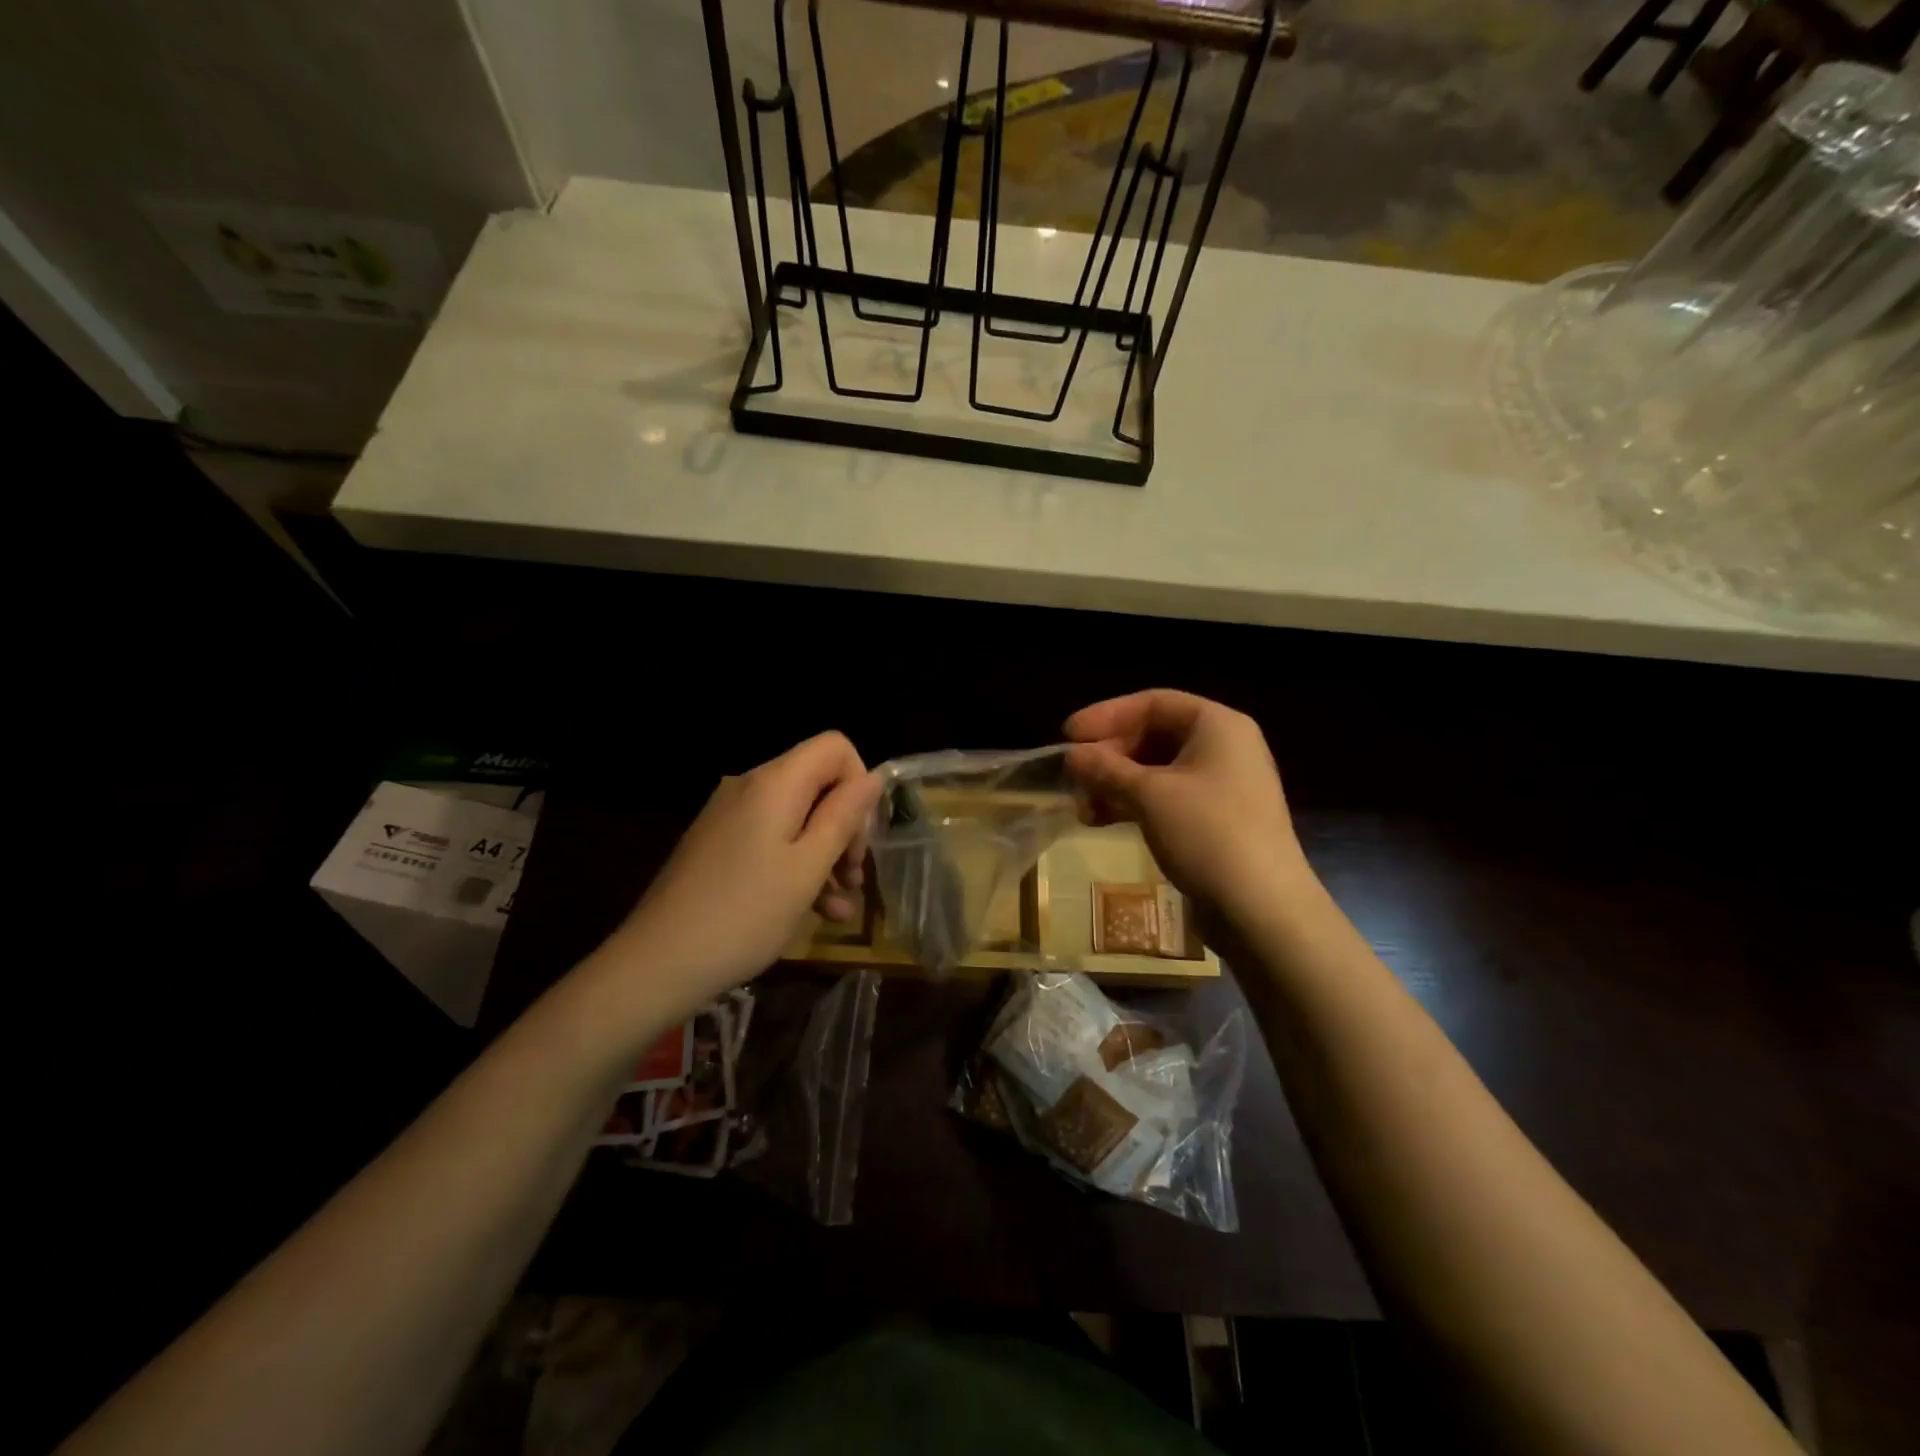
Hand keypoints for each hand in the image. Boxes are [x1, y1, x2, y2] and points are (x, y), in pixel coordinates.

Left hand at [601, 732, 878, 1014]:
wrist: (656, 963)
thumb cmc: (744, 914)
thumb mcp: (808, 868)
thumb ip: (843, 817)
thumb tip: (873, 778)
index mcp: (775, 783)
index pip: (835, 747)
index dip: (859, 783)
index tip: (860, 836)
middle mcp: (750, 787)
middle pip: (817, 784)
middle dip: (845, 828)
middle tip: (854, 878)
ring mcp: (730, 817)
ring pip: (797, 818)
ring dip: (826, 856)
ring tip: (840, 909)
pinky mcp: (718, 845)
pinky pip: (771, 840)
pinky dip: (796, 867)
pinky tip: (814, 914)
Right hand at [1064, 690, 1308, 916]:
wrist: (1262, 908)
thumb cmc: (1207, 833)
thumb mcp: (1148, 795)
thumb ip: (1105, 768)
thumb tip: (1071, 754)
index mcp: (1217, 725)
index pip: (1153, 703)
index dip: (1106, 715)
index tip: (1068, 735)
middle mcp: (1223, 747)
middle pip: (1154, 735)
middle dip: (1109, 756)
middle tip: (1074, 777)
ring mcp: (1221, 785)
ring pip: (1156, 770)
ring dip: (1115, 784)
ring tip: (1084, 808)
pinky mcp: (1215, 820)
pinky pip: (1166, 798)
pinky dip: (1134, 804)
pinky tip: (1103, 821)